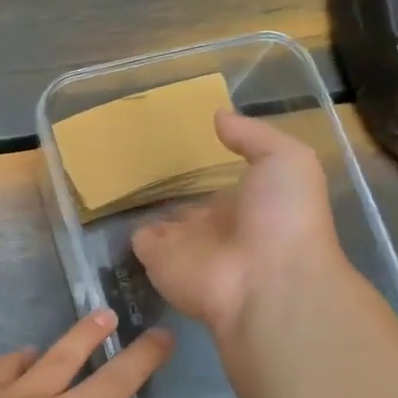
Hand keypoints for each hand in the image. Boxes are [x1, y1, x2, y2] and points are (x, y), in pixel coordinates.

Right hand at [131, 110, 344, 338]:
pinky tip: (111, 202)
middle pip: (187, 208)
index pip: (221, 189)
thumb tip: (218, 116)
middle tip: (142, 165)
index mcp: (247, 205)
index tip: (182, 152)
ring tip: (118, 178)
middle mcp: (214, 227)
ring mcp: (184, 245)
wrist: (267, 281)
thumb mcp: (286, 160)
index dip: (206, 174)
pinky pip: (137, 241)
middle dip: (171, 192)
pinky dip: (125, 227)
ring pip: (160, 224)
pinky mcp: (157, 259)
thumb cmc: (284, 217)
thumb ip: (252, 136)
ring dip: (144, 207)